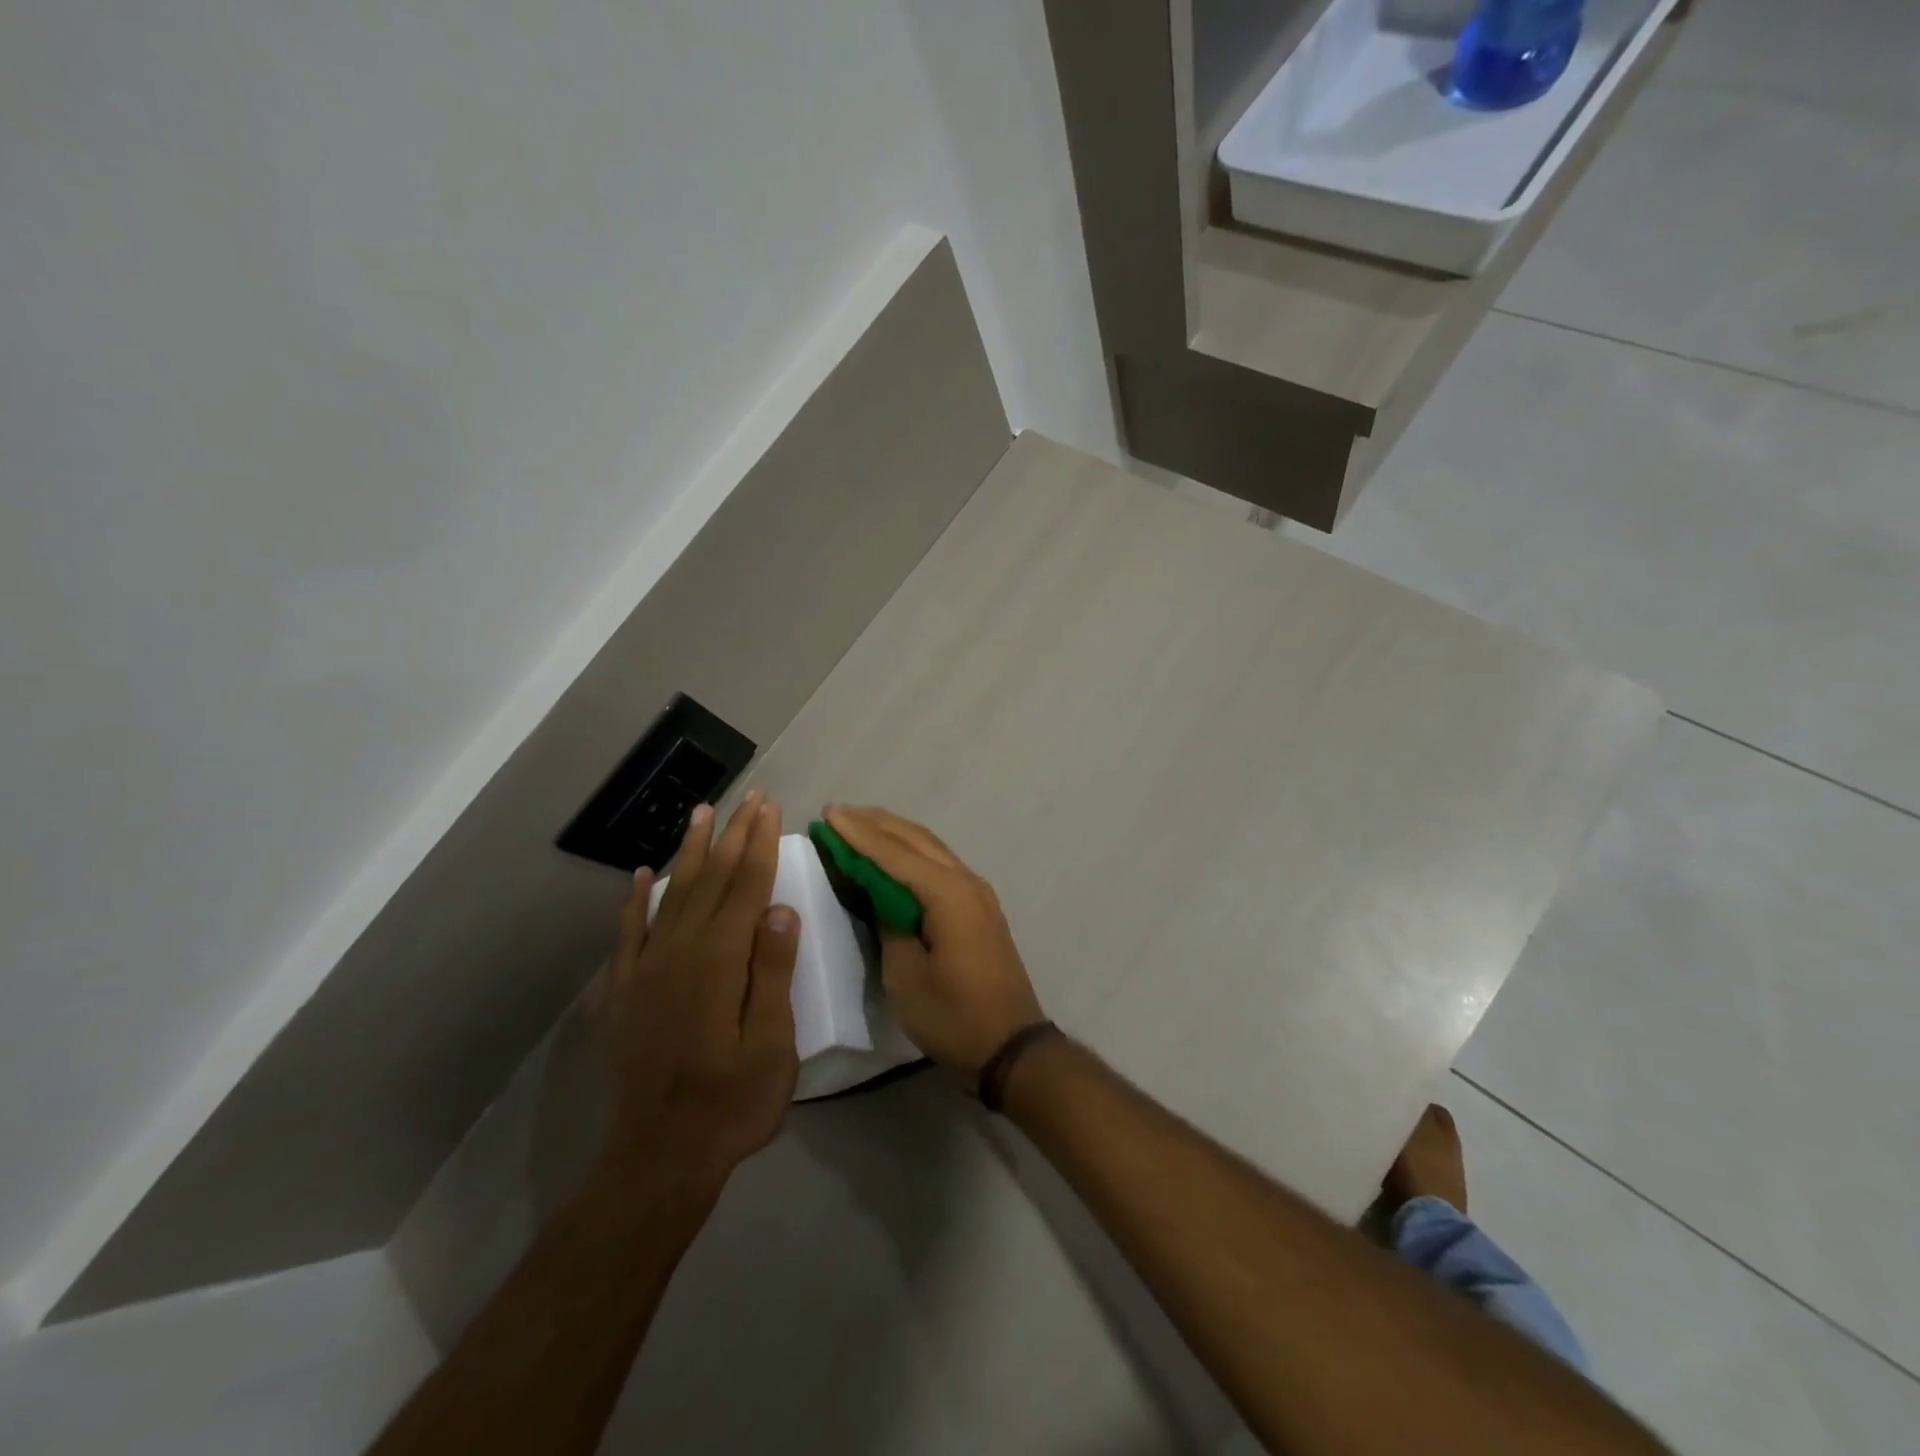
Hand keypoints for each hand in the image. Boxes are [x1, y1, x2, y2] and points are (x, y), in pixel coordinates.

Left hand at [602, 791, 799, 1195]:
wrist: (659, 1159)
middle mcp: (680, 952)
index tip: (771, 808)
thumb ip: (773, 973)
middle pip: (712, 880)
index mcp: (720, 961)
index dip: (761, 844)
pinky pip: (630, 932)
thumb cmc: (731, 1105)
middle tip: (749, 796)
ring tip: (700, 813)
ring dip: (689, 851)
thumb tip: (781, 908)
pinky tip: (638, 877)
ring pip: (671, 894)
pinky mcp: (627, 991)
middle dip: (733, 835)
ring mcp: (648, 970)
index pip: (747, 887)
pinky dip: (634, 901)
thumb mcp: (771, 1045)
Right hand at [824, 806, 1043, 1086]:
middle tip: (839, 812)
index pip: (893, 853)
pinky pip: (940, 864)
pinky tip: (894, 855)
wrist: (1011, 1045)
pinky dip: (912, 853)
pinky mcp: (979, 907)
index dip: (858, 834)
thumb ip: (888, 925)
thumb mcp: (905, 976)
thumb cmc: (953, 1015)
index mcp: (947, 893)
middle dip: (876, 823)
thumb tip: (879, 895)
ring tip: (860, 823)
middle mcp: (966, 881)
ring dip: (895, 833)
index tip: (828, 813)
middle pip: (916, 839)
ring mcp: (977, 892)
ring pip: (931, 847)